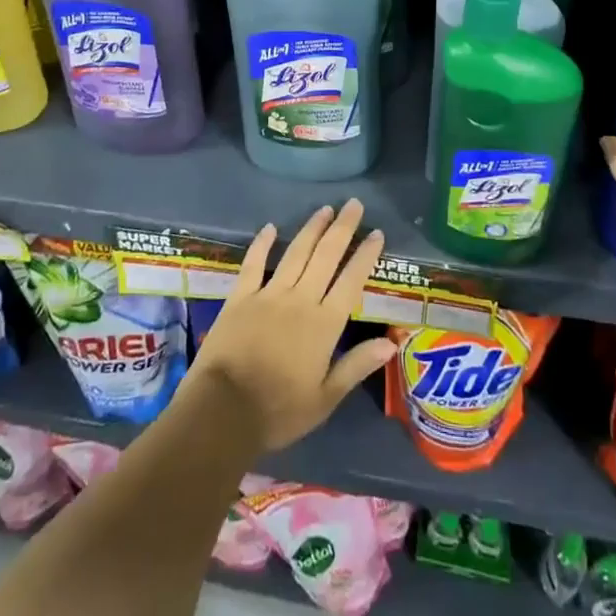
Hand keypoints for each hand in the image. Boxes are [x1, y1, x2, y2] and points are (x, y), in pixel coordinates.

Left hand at [186, 199, 395, 454]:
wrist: (223, 411)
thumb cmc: (279, 410)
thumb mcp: (325, 398)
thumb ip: (357, 365)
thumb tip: (392, 342)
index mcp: (324, 324)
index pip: (351, 281)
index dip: (366, 256)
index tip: (377, 233)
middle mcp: (300, 299)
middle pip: (326, 256)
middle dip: (342, 228)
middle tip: (354, 204)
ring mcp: (268, 294)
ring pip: (295, 252)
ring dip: (312, 228)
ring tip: (325, 209)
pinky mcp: (240, 296)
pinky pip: (254, 263)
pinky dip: (262, 243)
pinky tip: (270, 227)